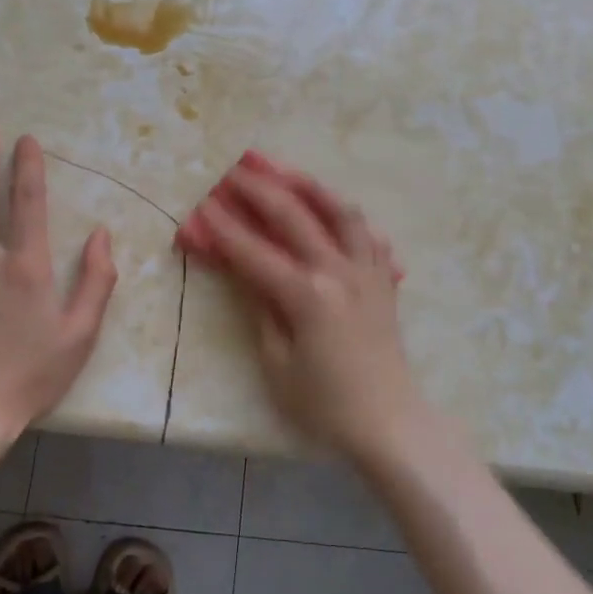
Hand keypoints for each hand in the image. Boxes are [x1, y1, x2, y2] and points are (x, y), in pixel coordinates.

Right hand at [181, 154, 428, 464]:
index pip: (254, 252)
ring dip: (311, 187)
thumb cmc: (326, 405)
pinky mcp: (384, 281)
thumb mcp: (278, 365)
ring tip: (288, 172)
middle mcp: (339, 271)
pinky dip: (349, 218)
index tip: (202, 204)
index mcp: (306, 295)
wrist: (390, 423)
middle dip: (260, 189)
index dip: (224, 228)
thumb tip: (246, 275)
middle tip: (235, 170)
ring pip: (341, 212)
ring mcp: (367, 272)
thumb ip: (261, 312)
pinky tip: (336, 213)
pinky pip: (369, 236)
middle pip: (295, 217)